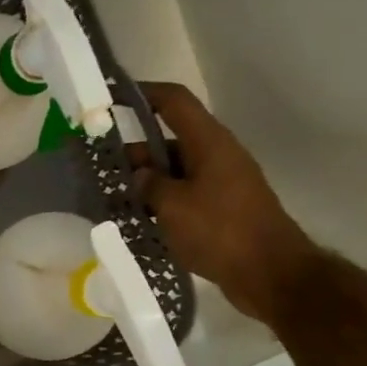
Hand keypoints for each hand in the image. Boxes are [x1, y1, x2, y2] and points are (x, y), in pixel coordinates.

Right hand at [134, 83, 322, 324]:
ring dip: (145, 181)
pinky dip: (160, 202)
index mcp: (208, 142)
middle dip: (135, 151)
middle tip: (99, 167)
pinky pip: (183, 195)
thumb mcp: (173, 206)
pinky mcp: (220, 209)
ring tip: (111, 198)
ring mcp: (220, 183)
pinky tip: (137, 220)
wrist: (268, 272)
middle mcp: (216, 155)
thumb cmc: (220, 231)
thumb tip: (139, 174)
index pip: (174, 102)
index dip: (144, 93)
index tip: (112, 97)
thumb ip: (150, 185)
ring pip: (175, 171)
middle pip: (169, 140)